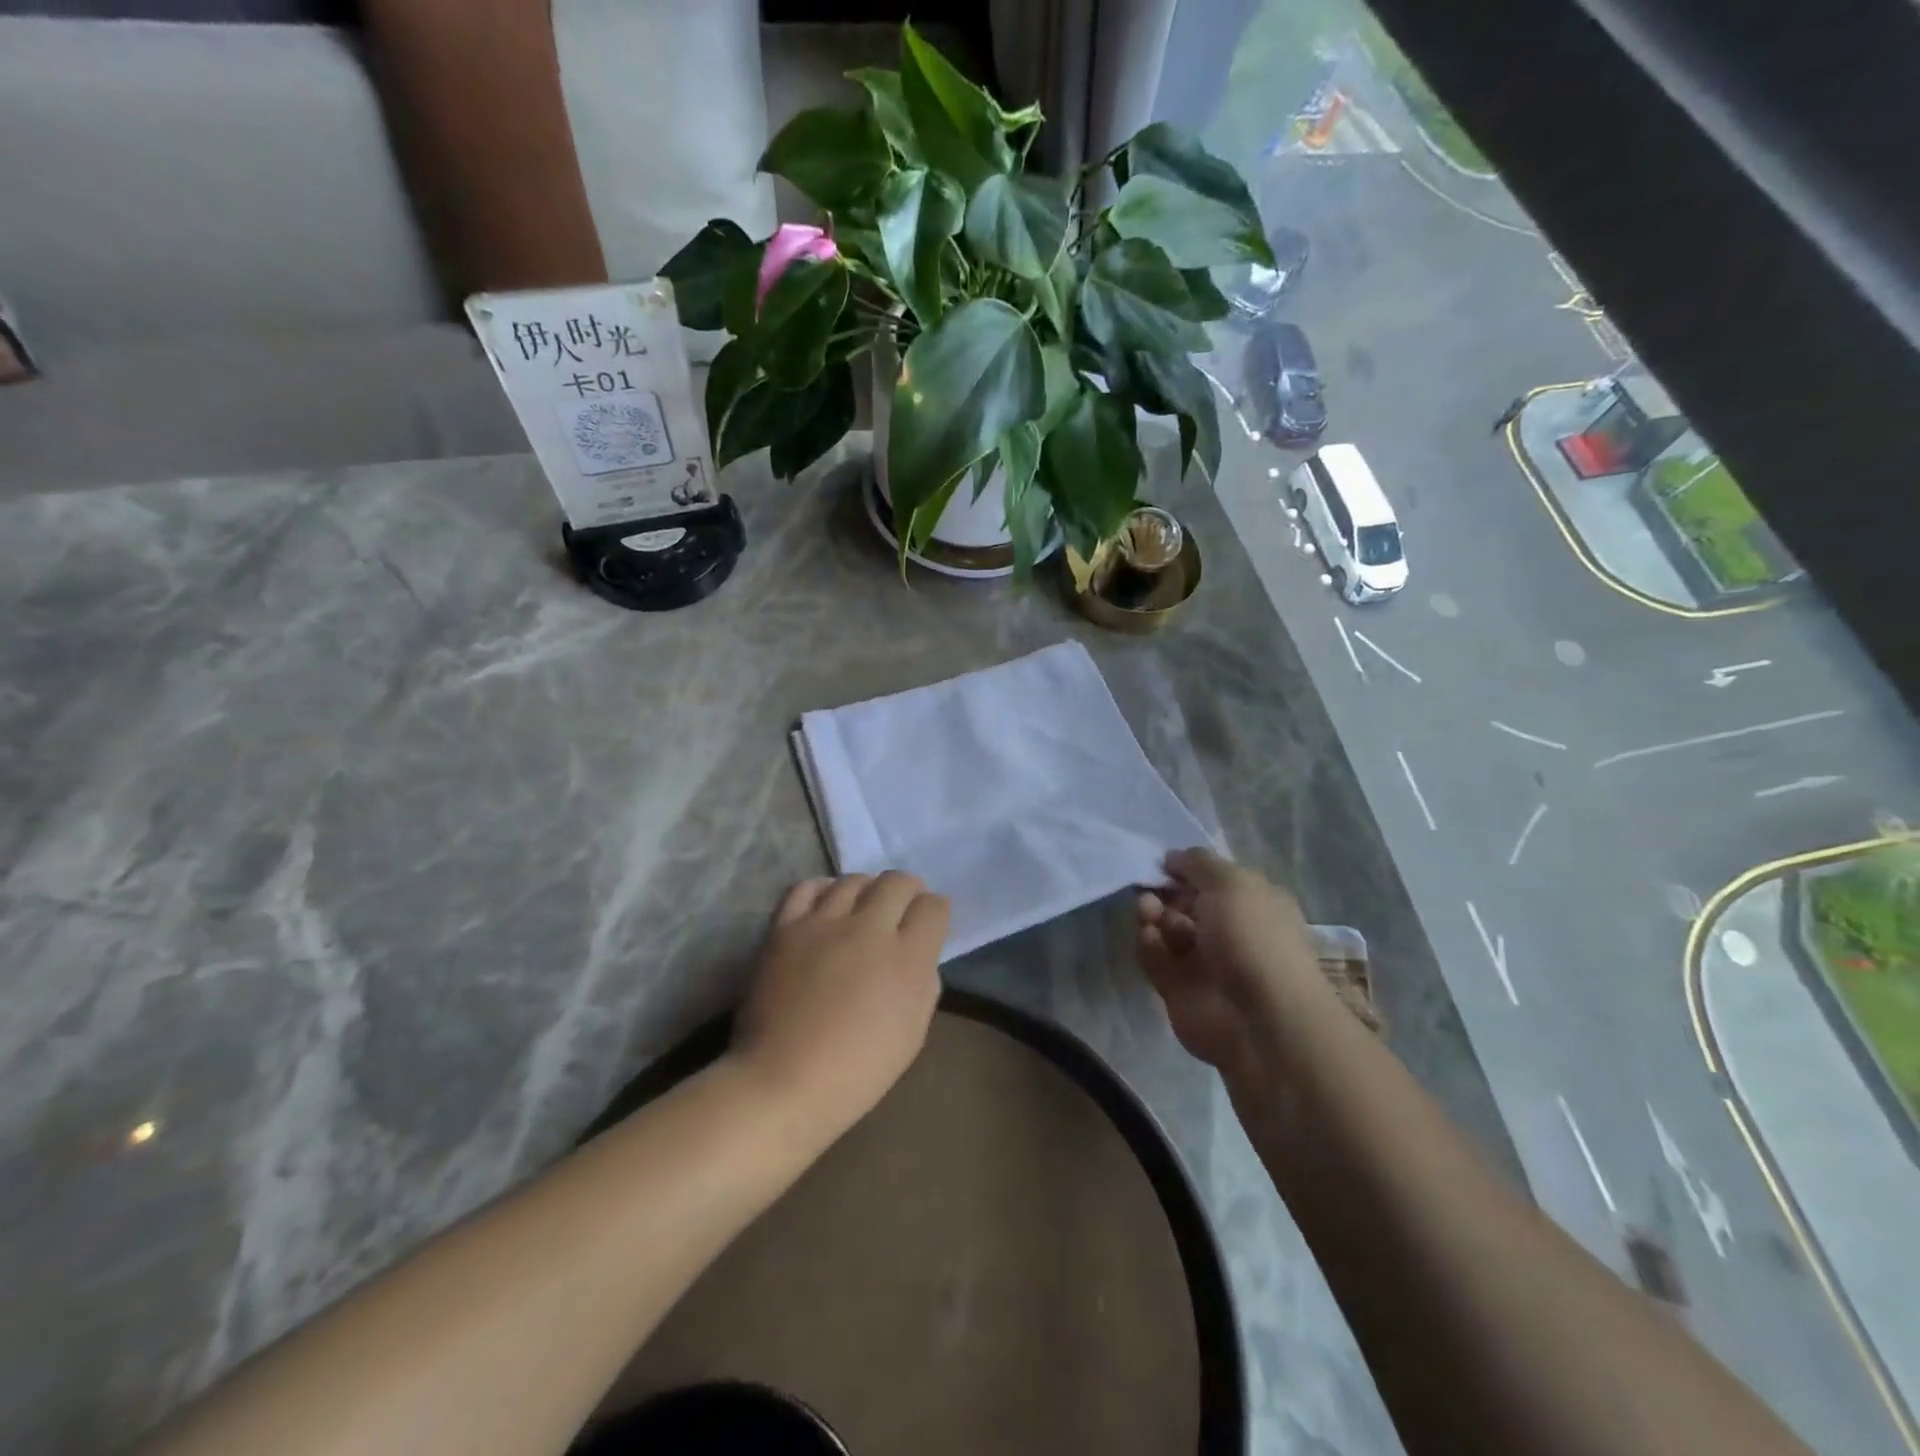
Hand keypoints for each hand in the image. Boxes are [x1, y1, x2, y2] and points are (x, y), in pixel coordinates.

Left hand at [731, 871, 949, 1138]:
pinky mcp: (785, 927)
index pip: (934, 907)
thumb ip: (923, 983)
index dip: (935, 912)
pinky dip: (822, 890)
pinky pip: (807, 888)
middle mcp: (869, 928)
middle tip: (901, 909)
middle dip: (907, 891)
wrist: (784, 1082)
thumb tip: (918, 955)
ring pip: (854, 880)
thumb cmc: (857, 1070)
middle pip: (898, 882)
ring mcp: (824, 923)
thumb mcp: (913, 1033)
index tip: (929, 923)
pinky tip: (825, 905)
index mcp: (907, 958)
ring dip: (866, 890)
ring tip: (862, 908)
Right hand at [1136, 848, 1328, 1079]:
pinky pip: (1155, 957)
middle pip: (1185, 902)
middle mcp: (1228, 930)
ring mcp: (1203, 961)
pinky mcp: (1178, 988)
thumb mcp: (1230, 882)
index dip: (1187, 869)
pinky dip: (1148, 945)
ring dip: (1153, 915)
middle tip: (1151, 891)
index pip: (1213, 879)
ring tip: (1148, 913)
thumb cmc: (1252, 938)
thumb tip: (1172, 857)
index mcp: (1251, 903)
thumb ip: (1197, 862)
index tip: (1164, 862)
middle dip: (1165, 892)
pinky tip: (1150, 938)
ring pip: (1166, 928)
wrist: (1259, 1019)